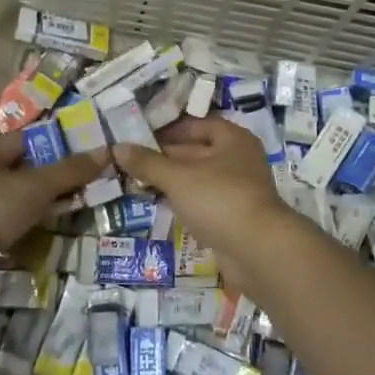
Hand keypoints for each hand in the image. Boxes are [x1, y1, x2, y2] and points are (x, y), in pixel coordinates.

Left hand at [0, 128, 108, 248]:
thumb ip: (70, 171)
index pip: (26, 138)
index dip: (53, 141)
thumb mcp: (37, 185)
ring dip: (39, 202)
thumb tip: (107, 152)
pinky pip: (11, 223)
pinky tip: (46, 230)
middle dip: (49, 175)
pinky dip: (28, 225)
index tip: (80, 149)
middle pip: (22, 169)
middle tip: (82, 181)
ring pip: (17, 198)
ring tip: (71, 207)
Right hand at [111, 117, 297, 268]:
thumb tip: (117, 147)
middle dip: (166, 156)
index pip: (198, 125)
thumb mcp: (178, 177)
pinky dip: (183, 201)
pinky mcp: (233, 217)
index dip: (170, 128)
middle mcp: (239, 160)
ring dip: (172, 181)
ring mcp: (238, 190)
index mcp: (233, 140)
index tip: (141, 134)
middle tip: (132, 160)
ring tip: (138, 181)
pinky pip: (203, 202)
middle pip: (198, 151)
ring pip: (199, 179)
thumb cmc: (219, 200)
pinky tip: (159, 204)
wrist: (257, 250)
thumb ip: (148, 162)